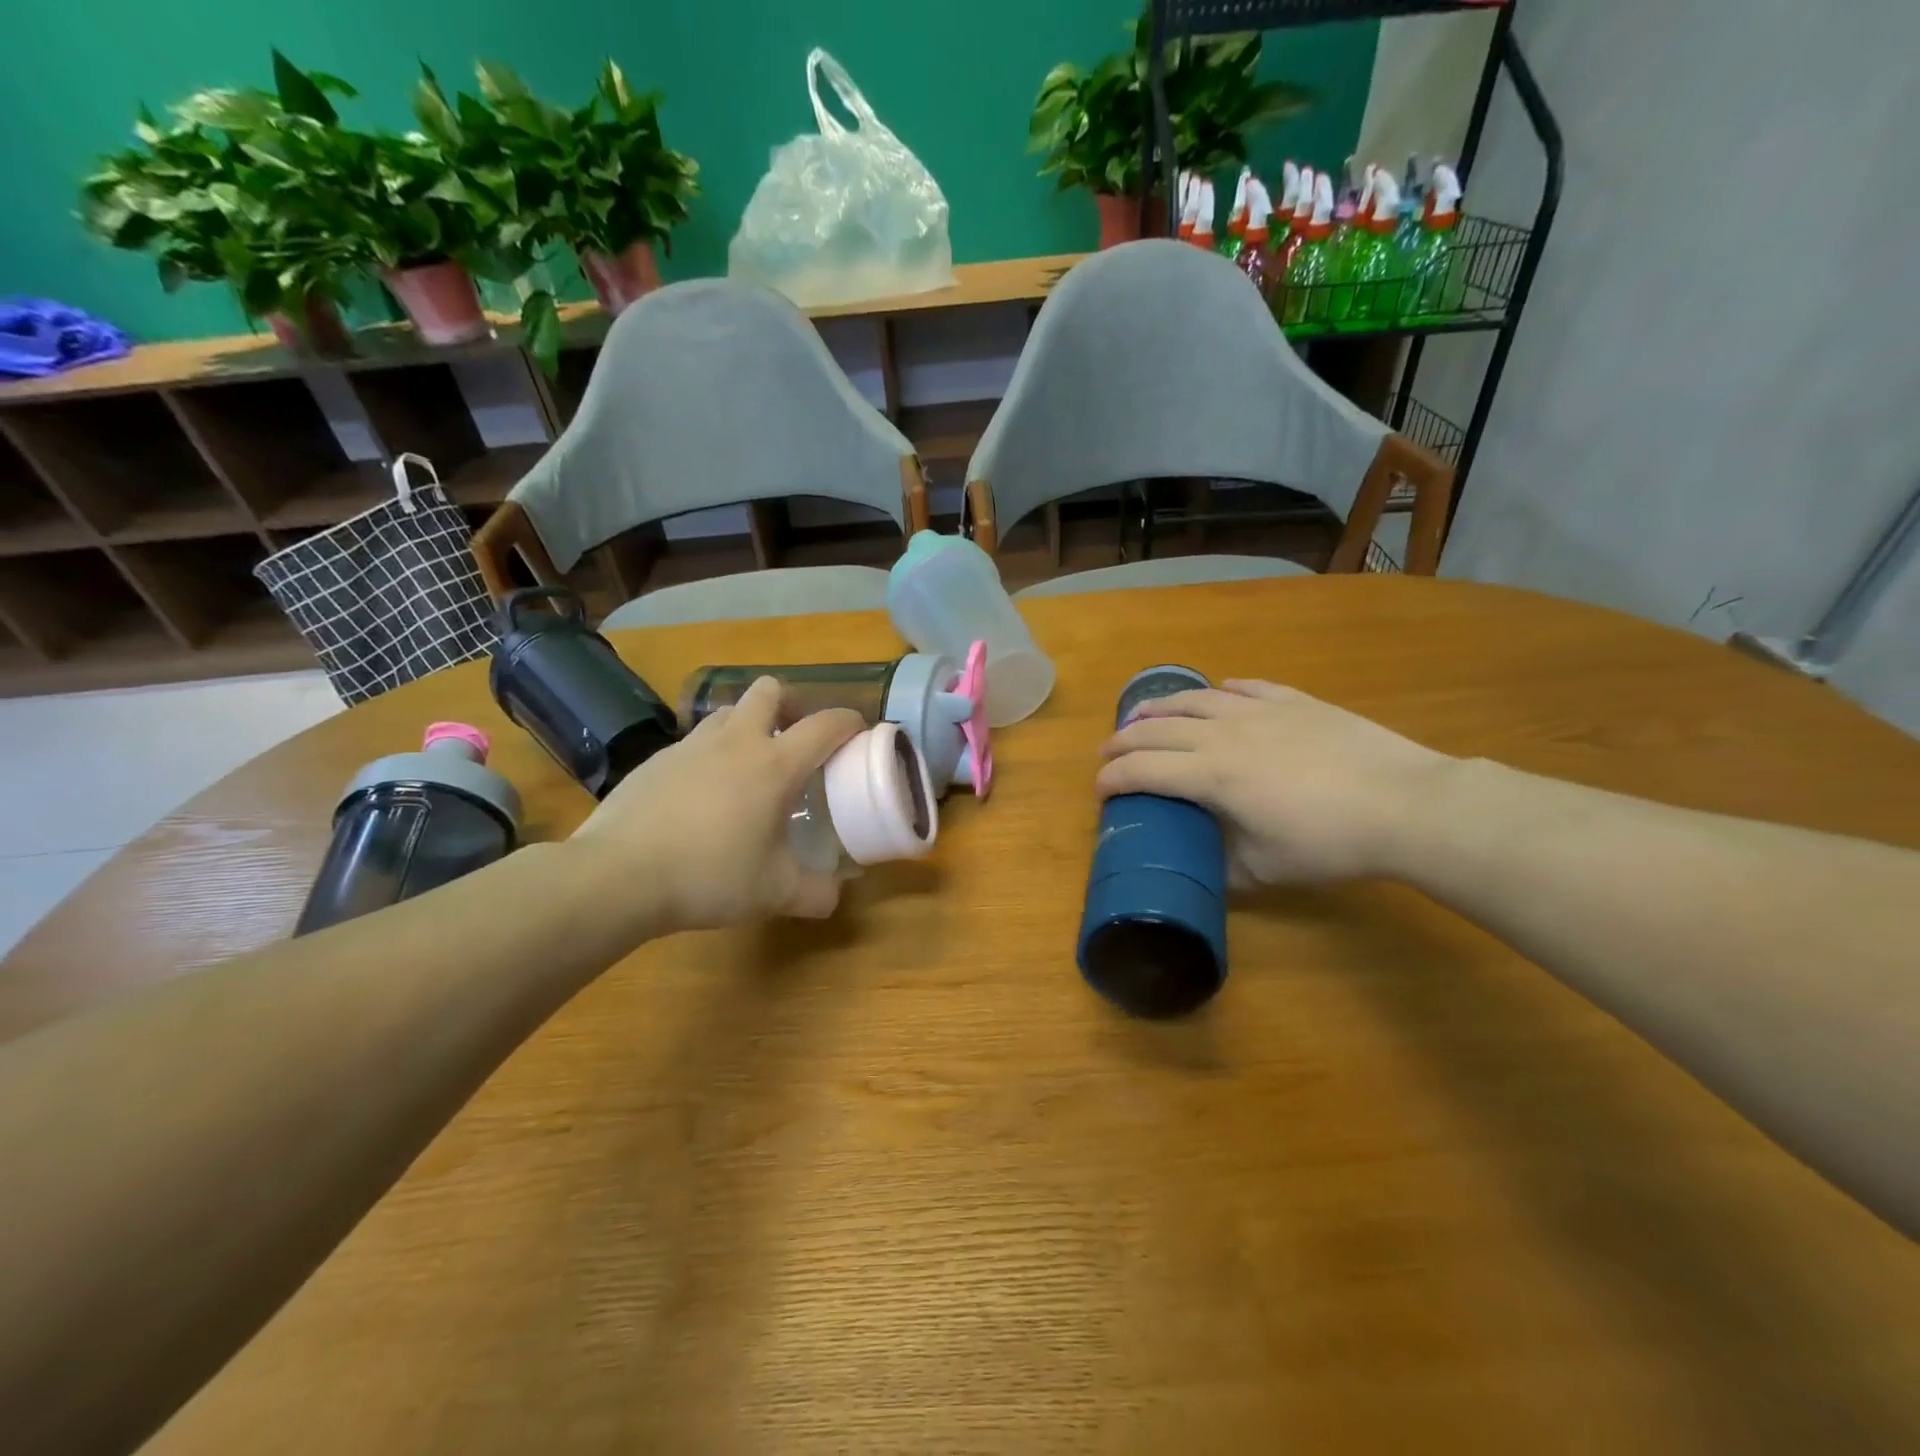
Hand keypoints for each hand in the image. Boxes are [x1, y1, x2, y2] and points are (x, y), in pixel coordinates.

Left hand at [571, 676, 863, 931]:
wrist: (617, 876)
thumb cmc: (708, 876)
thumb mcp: (774, 893)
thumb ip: (815, 892)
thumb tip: (836, 895)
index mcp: (774, 765)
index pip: (825, 724)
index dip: (849, 722)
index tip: (858, 734)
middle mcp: (736, 742)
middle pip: (770, 690)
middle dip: (791, 705)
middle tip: (794, 742)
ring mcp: (691, 746)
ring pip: (729, 712)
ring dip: (748, 726)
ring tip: (749, 767)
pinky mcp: (656, 760)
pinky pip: (694, 742)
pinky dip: (711, 755)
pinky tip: (703, 796)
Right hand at [1096, 679, 1451, 885]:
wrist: (1404, 804)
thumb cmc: (1329, 842)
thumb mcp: (1266, 871)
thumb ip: (1224, 867)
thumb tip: (1205, 867)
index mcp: (1211, 775)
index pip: (1143, 770)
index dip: (1113, 779)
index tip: (1100, 790)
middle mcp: (1223, 733)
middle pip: (1157, 728)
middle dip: (1123, 740)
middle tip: (1108, 752)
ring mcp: (1260, 712)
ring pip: (1194, 699)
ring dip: (1160, 706)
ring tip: (1143, 713)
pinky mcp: (1295, 702)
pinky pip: (1248, 688)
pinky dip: (1223, 690)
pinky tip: (1219, 691)